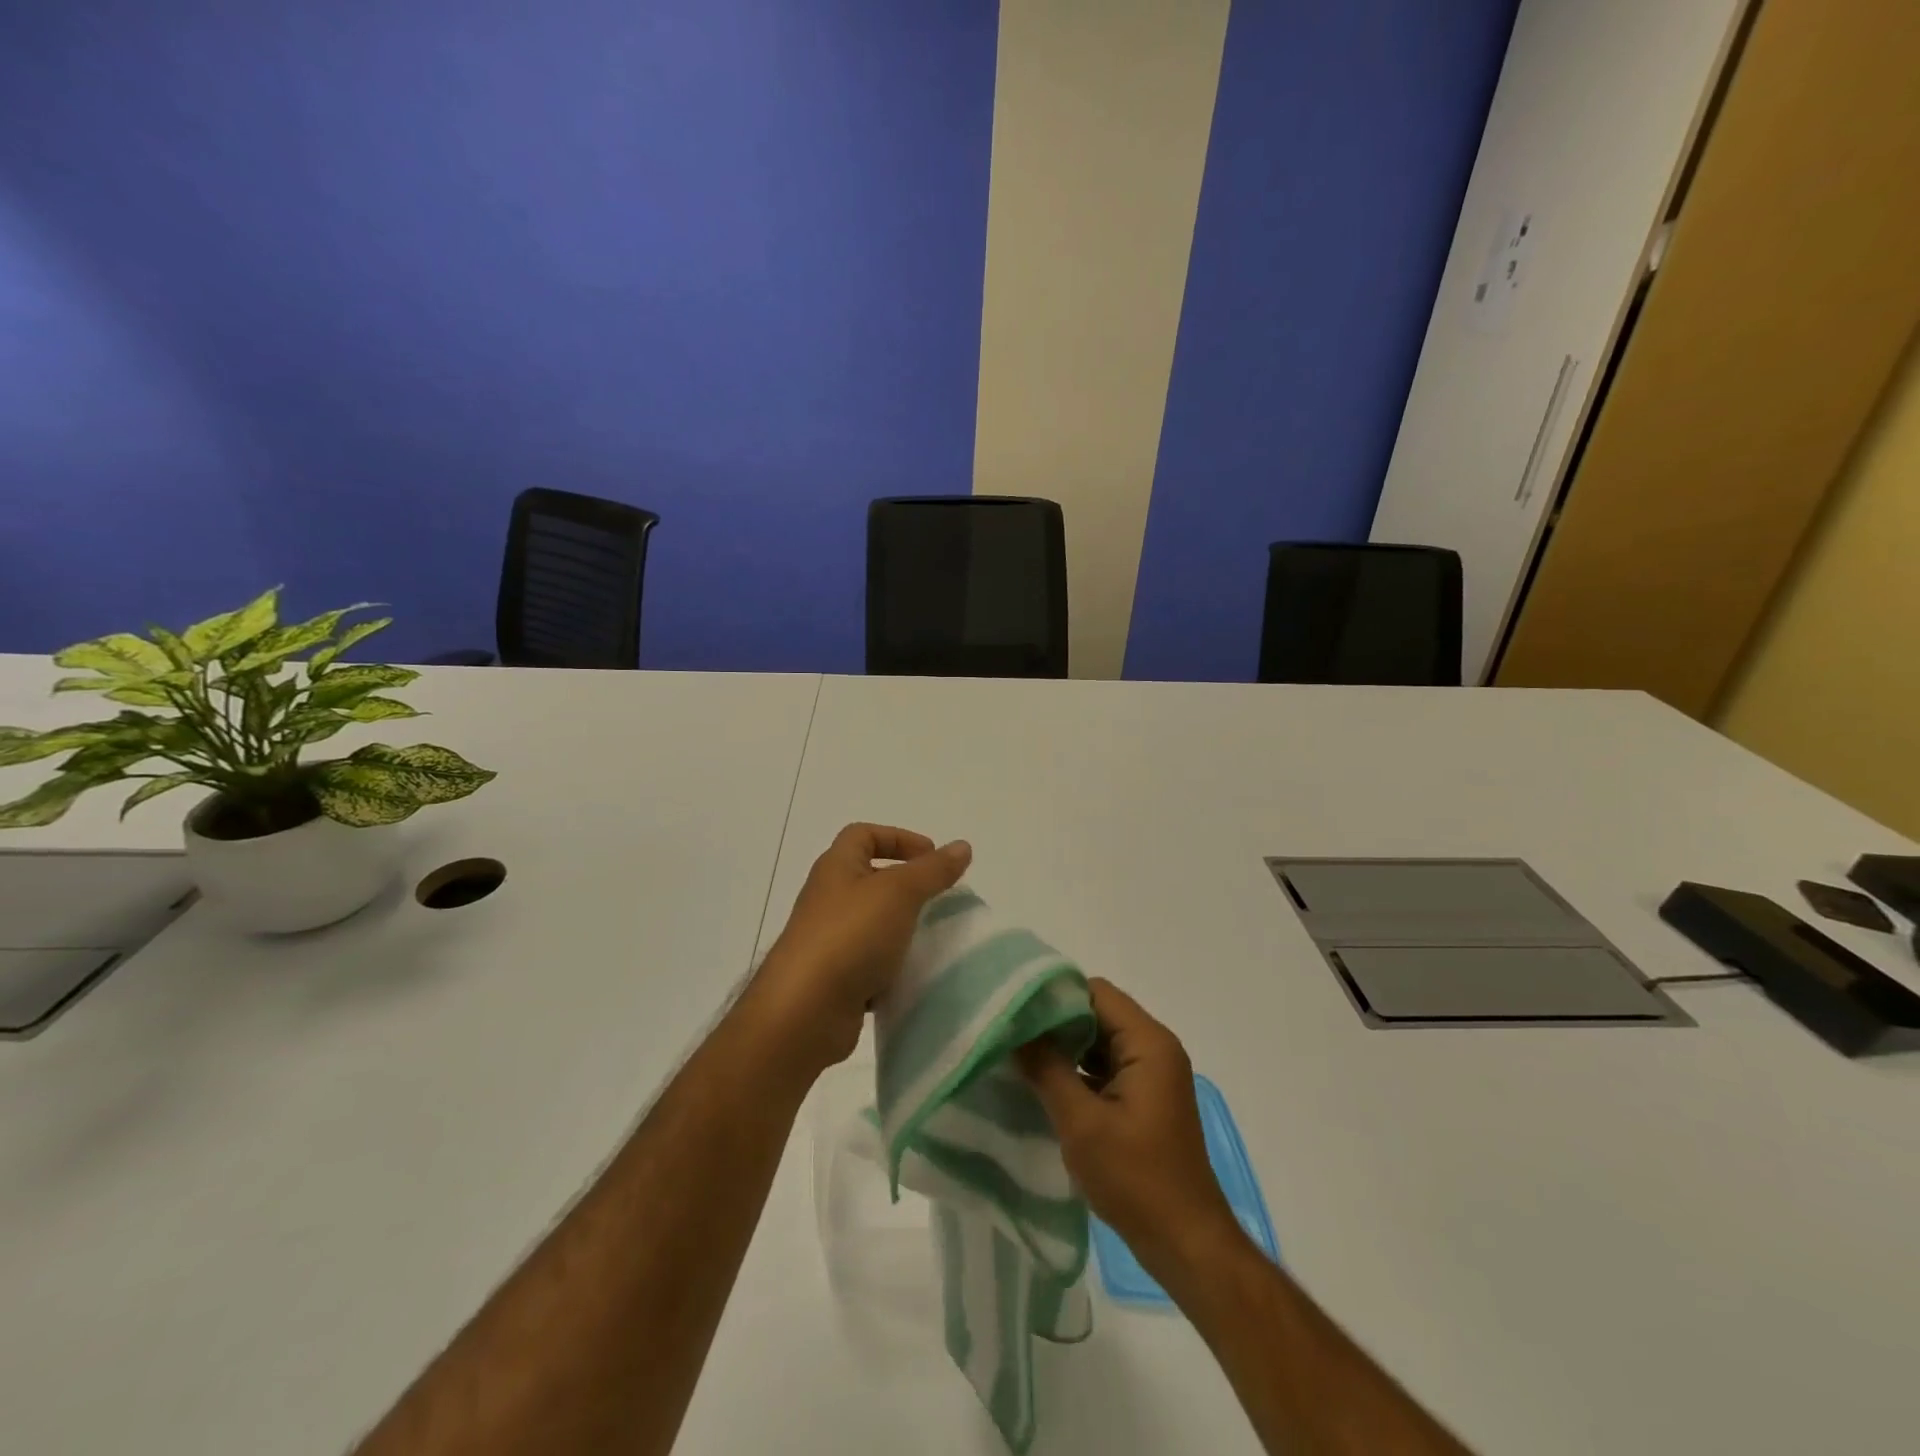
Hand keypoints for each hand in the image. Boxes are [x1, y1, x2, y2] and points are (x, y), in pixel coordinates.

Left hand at [747, 823, 970, 1079]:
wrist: (804, 1011)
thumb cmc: (850, 935)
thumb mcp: (899, 893)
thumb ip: (932, 870)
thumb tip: (962, 846)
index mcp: (836, 867)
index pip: (864, 835)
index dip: (898, 838)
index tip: (932, 857)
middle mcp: (827, 898)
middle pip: (869, 878)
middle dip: (905, 885)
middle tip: (938, 898)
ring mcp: (828, 941)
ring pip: (872, 923)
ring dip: (901, 927)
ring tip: (932, 937)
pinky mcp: (833, 979)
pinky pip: (869, 963)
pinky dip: (891, 965)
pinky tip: (913, 974)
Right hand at [1017, 979, 1240, 1283]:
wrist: (1187, 1246)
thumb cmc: (1137, 1179)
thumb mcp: (1082, 1123)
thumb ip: (1046, 1069)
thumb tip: (1013, 1030)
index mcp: (1148, 1043)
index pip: (1095, 992)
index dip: (1054, 996)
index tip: (1015, 1010)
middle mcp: (1154, 1048)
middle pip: (1097, 1014)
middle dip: (1055, 1023)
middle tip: (1010, 1034)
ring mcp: (1151, 1075)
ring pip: (1098, 1042)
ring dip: (1063, 1049)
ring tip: (1018, 1056)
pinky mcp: (1144, 1099)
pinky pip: (1105, 1068)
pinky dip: (1076, 1072)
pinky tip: (1043, 1084)